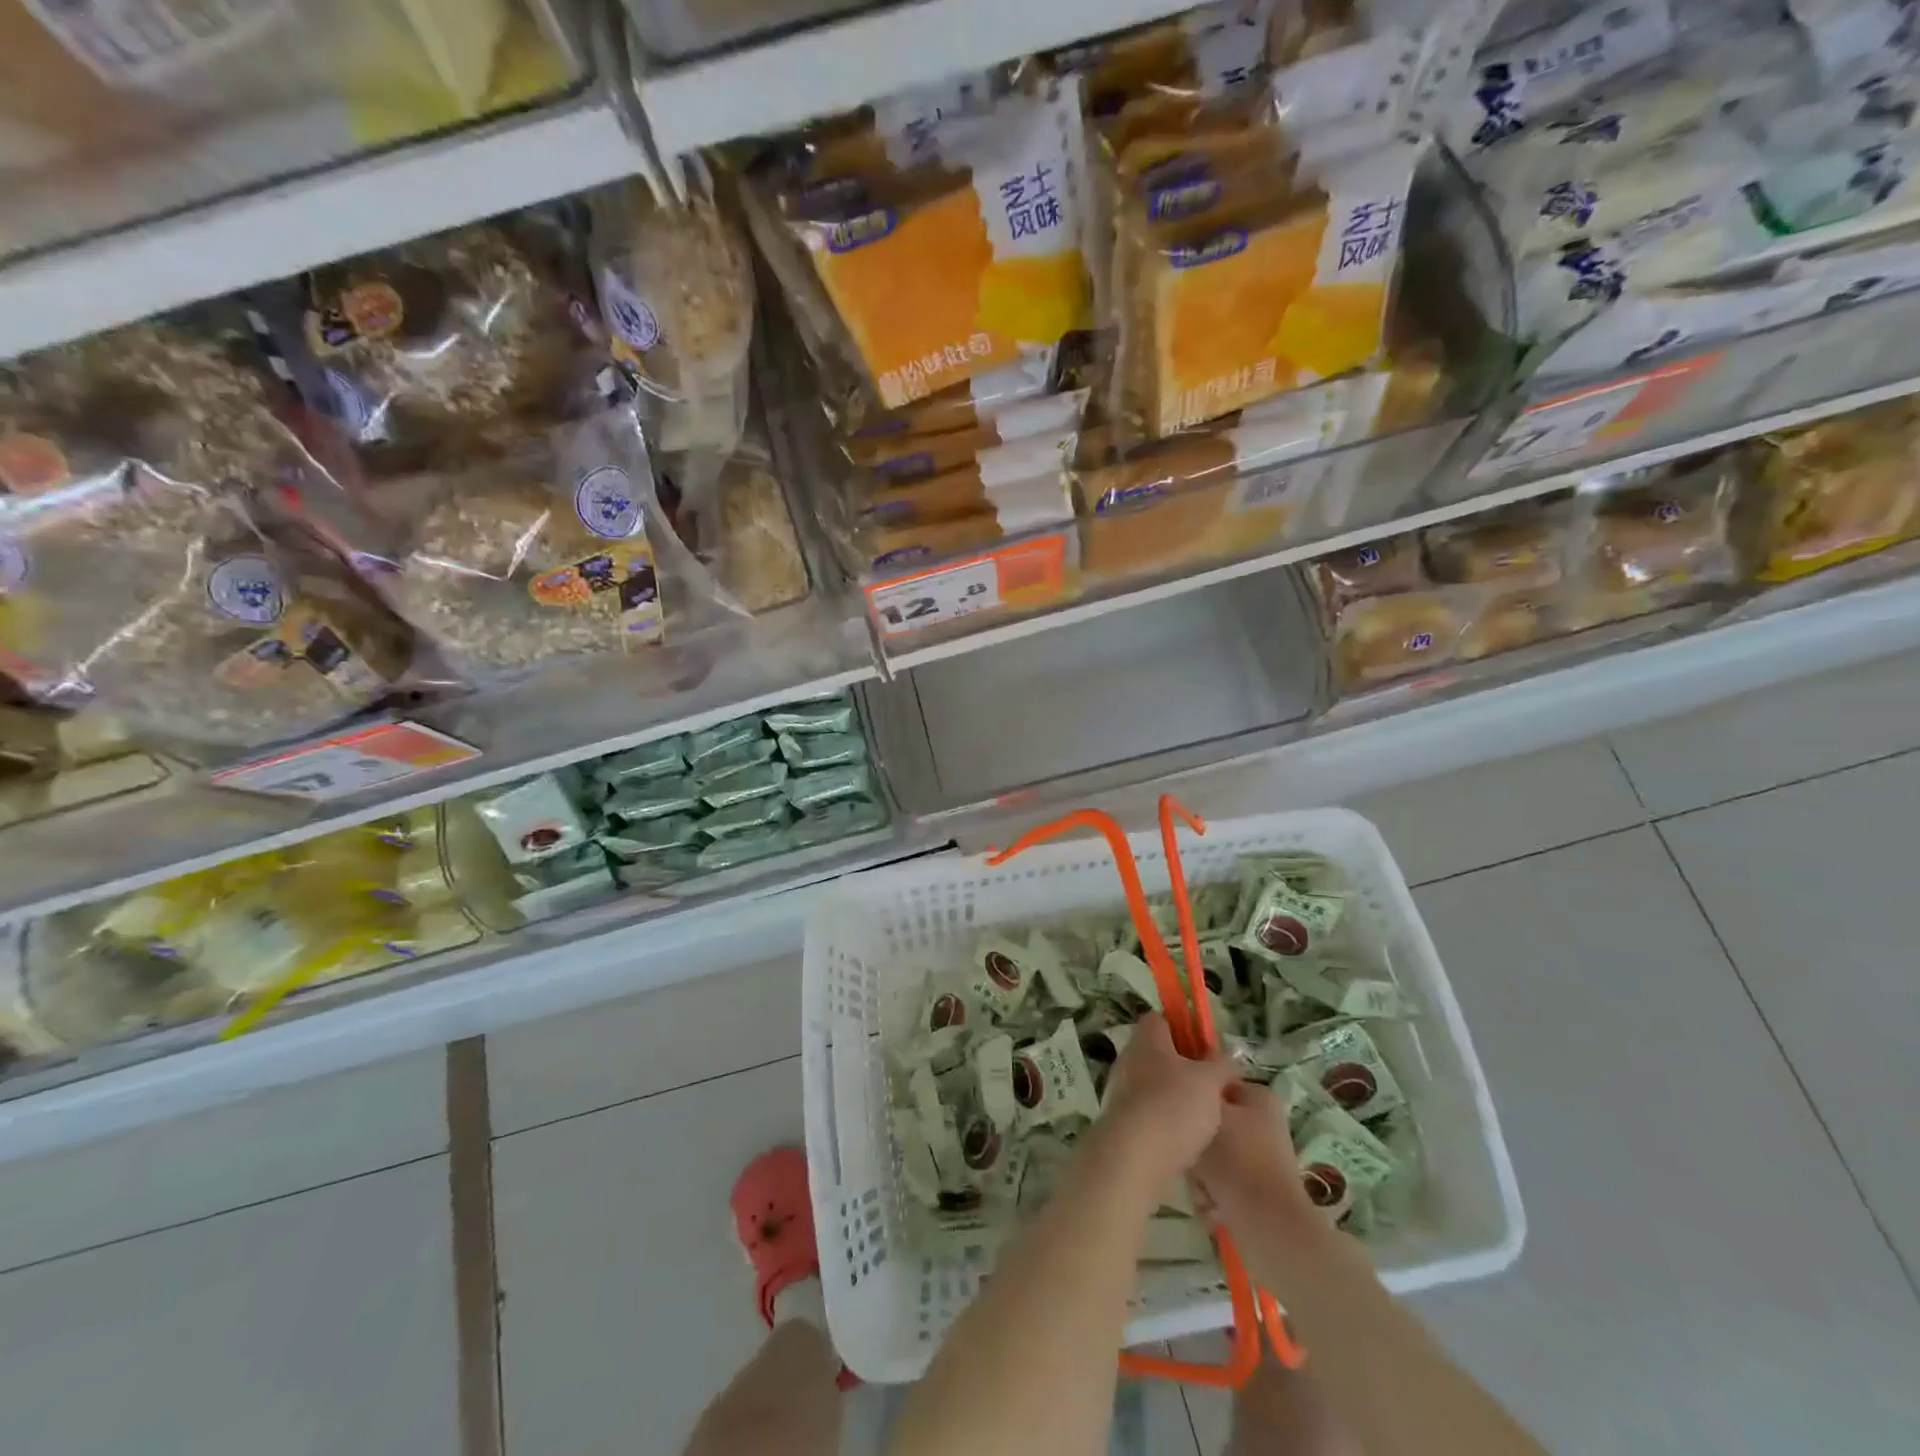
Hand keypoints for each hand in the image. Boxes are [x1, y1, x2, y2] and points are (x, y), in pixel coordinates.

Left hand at [1092, 1013, 1236, 1193]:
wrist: (1134, 1157)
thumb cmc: (1174, 1106)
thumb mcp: (1210, 1081)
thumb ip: (1222, 1065)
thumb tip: (1229, 1056)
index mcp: (1146, 1039)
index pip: (1160, 1020)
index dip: (1183, 1029)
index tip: (1206, 1048)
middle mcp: (1129, 1059)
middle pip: (1159, 1054)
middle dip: (1185, 1067)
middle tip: (1212, 1084)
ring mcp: (1121, 1091)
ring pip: (1155, 1085)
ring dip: (1177, 1096)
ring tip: (1206, 1116)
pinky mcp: (1122, 1122)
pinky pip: (1149, 1113)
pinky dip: (1167, 1122)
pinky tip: (1188, 1139)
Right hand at [1193, 1080, 1315, 1234]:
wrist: (1269, 1226)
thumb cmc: (1238, 1158)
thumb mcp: (1208, 1113)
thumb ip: (1193, 1094)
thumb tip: (1181, 1084)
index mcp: (1258, 1096)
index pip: (1213, 1081)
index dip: (1191, 1091)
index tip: (1172, 1106)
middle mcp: (1261, 1123)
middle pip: (1209, 1121)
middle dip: (1193, 1141)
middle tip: (1186, 1153)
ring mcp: (1259, 1159)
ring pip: (1210, 1154)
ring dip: (1198, 1172)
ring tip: (1198, 1185)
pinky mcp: (1254, 1191)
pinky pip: (1218, 1182)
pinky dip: (1210, 1194)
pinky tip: (1208, 1205)